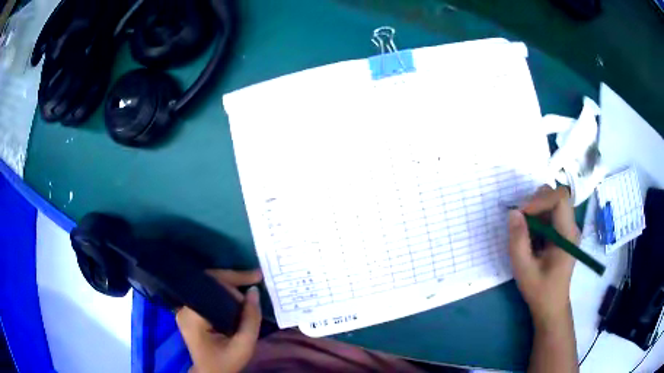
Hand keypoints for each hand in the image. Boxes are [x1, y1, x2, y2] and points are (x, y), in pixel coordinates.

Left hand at [176, 270, 262, 372]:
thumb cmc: (226, 363)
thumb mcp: (244, 345)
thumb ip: (251, 319)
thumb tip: (254, 291)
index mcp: (192, 316)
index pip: (211, 287)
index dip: (233, 279)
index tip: (255, 277)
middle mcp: (184, 308)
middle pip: (208, 284)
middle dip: (233, 282)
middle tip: (255, 280)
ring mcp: (184, 309)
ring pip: (208, 289)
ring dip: (229, 288)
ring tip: (248, 293)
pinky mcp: (189, 312)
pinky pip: (207, 296)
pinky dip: (223, 295)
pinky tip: (237, 297)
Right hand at [508, 185, 579, 327]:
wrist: (551, 306)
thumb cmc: (540, 290)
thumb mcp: (524, 269)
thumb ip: (518, 241)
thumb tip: (513, 213)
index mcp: (567, 235)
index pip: (560, 199)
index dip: (540, 200)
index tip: (522, 214)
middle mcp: (571, 227)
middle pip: (557, 196)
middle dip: (537, 201)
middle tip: (521, 219)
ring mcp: (568, 229)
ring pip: (553, 202)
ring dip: (536, 209)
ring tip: (524, 228)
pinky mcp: (562, 232)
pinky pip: (551, 213)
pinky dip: (538, 217)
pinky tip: (530, 234)